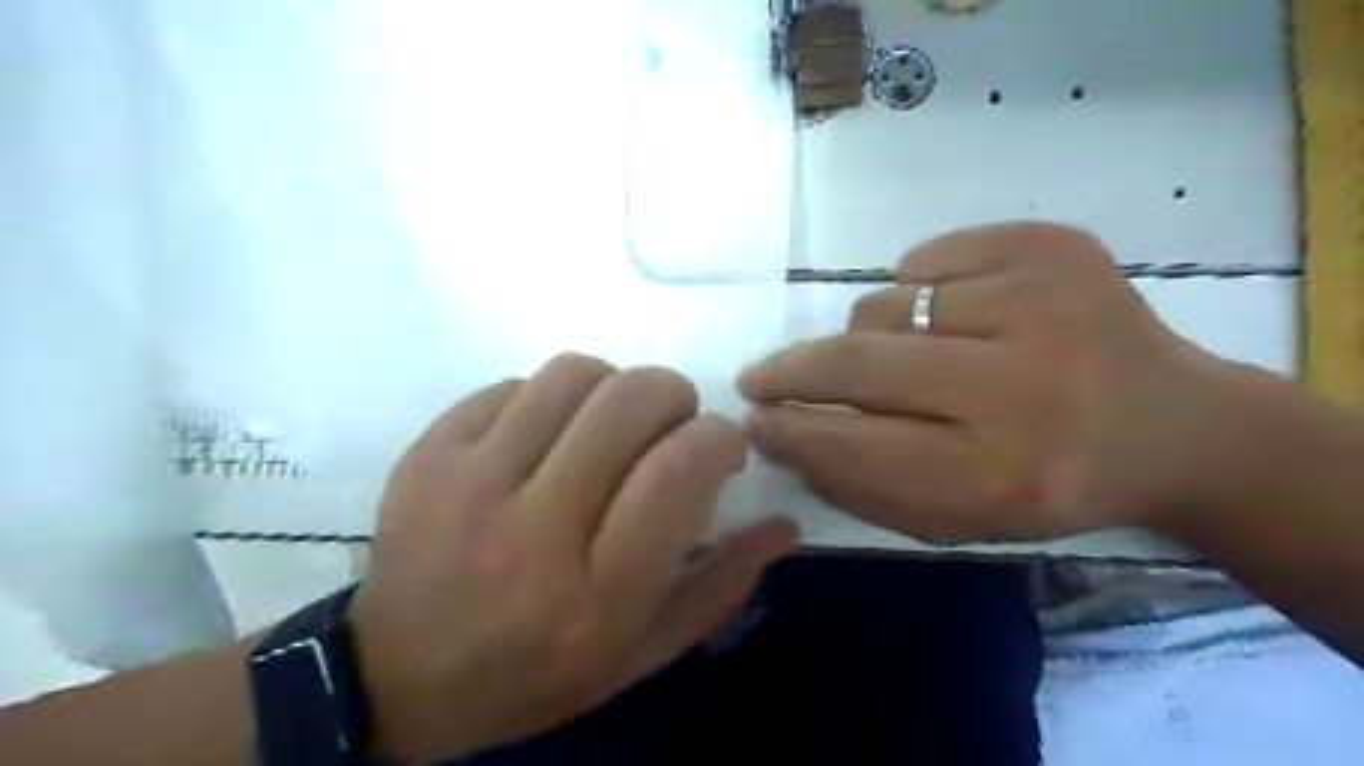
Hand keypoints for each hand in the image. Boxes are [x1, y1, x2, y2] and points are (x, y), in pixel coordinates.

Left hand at [350, 353, 801, 759]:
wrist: (398, 679)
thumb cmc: (536, 674)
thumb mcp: (641, 653)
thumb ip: (720, 585)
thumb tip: (784, 523)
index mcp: (598, 592)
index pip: (679, 470)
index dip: (717, 438)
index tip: (721, 447)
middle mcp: (535, 529)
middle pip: (630, 401)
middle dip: (673, 394)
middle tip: (671, 424)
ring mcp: (471, 482)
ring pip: (573, 374)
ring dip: (612, 386)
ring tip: (609, 424)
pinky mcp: (430, 453)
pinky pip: (514, 383)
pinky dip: (550, 398)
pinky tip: (547, 437)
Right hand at [740, 222, 1243, 544]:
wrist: (1172, 425)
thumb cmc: (1050, 483)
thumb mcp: (960, 518)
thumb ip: (865, 486)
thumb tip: (783, 435)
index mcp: (1006, 473)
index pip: (857, 444)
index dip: (793, 429)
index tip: (752, 420)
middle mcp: (1025, 387)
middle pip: (861, 361)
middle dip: (792, 370)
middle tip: (760, 377)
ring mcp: (1043, 301)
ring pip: (885, 306)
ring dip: (872, 335)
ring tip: (913, 355)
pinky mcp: (1052, 245)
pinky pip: (928, 259)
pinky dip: (919, 288)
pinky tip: (958, 313)